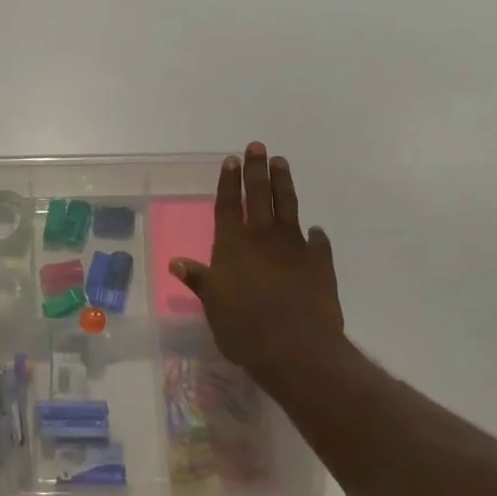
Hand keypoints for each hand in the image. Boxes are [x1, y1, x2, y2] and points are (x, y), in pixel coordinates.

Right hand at [169, 143, 345, 390]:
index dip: (228, 182)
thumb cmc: (244, 328)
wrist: (297, 349)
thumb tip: (176, 262)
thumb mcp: (212, 305)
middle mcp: (262, 239)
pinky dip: (315, 235)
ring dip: (284, 184)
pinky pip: (318, 243)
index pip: (228, 206)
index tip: (231, 159)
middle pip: (258, 197)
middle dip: (256, 170)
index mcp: (233, 246)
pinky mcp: (320, 264)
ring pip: (288, 207)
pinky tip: (315, 230)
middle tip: (258, 146)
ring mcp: (294, 249)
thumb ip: (199, 279)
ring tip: (282, 163)